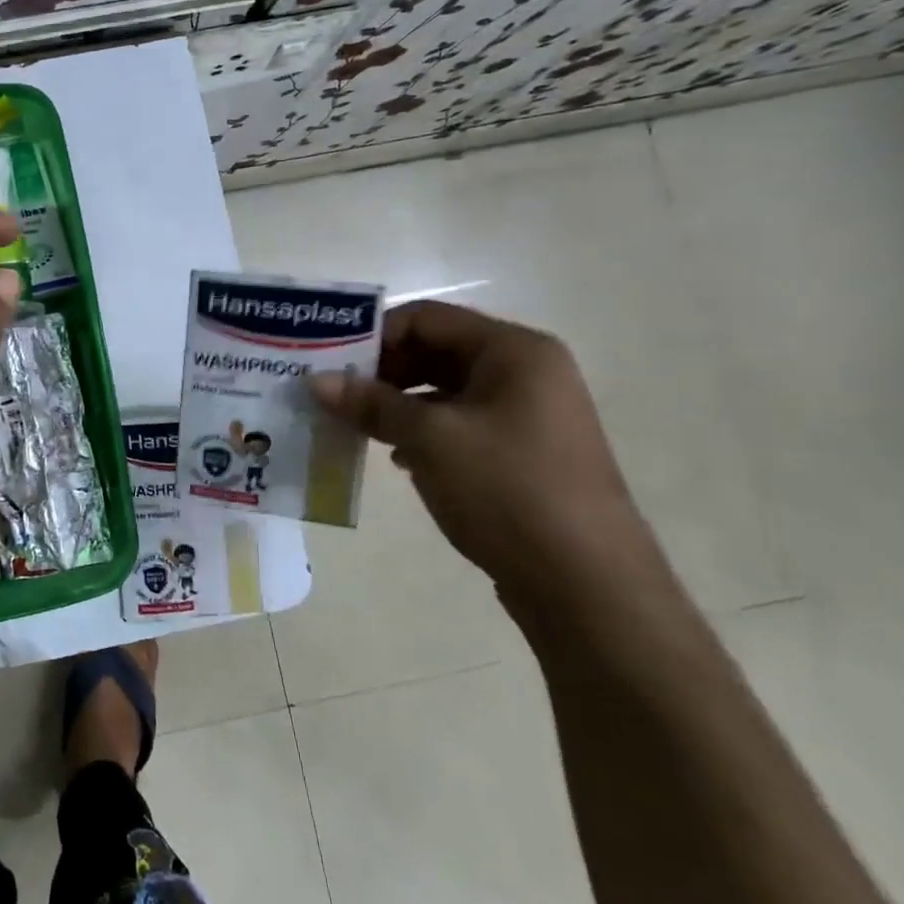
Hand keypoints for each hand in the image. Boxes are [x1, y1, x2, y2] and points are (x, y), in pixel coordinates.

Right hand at [310, 300, 670, 616]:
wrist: (587, 585)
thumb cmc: (508, 491)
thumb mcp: (429, 439)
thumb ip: (371, 403)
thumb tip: (316, 381)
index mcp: (514, 351)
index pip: (426, 318)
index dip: (373, 336)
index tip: (330, 364)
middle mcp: (526, 373)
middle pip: (435, 351)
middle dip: (381, 372)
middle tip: (334, 396)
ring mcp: (528, 415)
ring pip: (444, 391)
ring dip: (396, 404)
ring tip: (354, 426)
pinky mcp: (522, 453)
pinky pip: (459, 424)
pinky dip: (421, 432)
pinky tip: (394, 457)